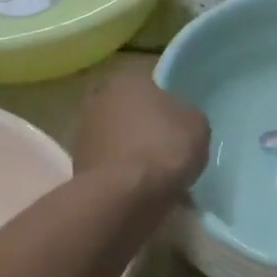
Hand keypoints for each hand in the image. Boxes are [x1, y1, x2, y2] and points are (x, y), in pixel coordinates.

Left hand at [73, 64, 210, 200]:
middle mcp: (98, 101)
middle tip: (168, 150)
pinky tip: (144, 191)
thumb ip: (187, 116)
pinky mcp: (79, 167)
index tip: (179, 126)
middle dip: (145, 129)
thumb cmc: (163, 148)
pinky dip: (125, 176)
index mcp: (126, 81)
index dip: (167, 106)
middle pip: (130, 113)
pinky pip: (112, 167)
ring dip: (134, 154)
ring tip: (158, 177)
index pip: (150, 86)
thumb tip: (179, 121)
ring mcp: (84, 135)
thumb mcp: (197, 125)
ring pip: (119, 141)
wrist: (124, 195)